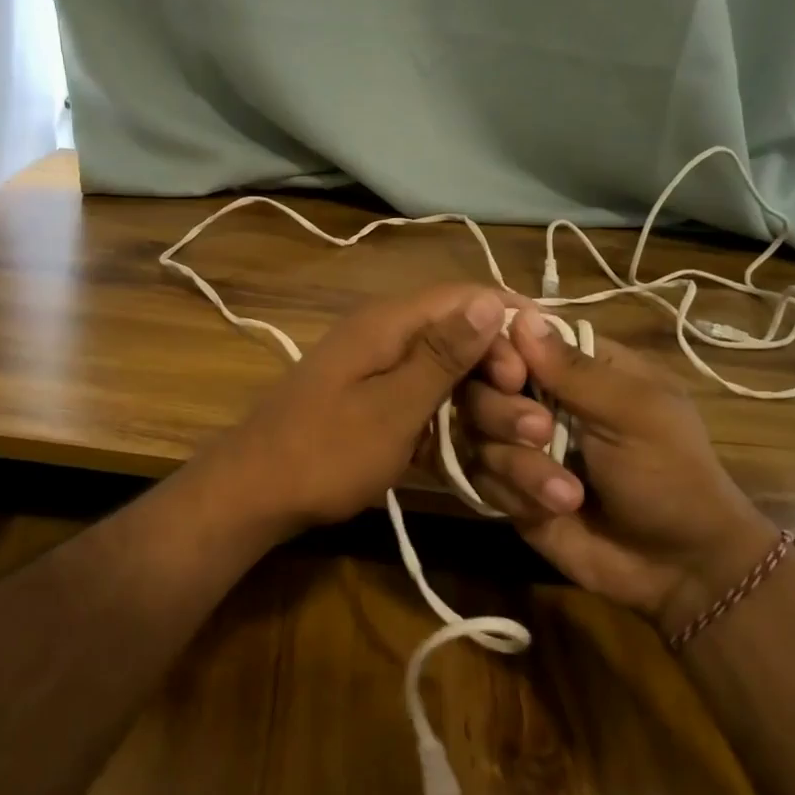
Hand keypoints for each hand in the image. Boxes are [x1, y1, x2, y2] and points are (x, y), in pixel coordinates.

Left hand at [198, 284, 522, 537]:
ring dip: (484, 410)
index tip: (540, 368)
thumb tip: (490, 301)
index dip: (507, 325)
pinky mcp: (377, 411)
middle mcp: (386, 340)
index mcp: (388, 324)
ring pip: (448, 381)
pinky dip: (456, 428)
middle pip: (460, 342)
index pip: (463, 299)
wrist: (254, 495)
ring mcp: (379, 378)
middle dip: (502, 379)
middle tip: (532, 423)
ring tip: (522, 443)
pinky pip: (428, 408)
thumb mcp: (392, 406)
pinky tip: (486, 455)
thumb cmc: (325, 451)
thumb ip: (442, 355)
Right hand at [456, 309, 778, 622]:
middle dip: (503, 412)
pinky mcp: (507, 487)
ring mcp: (519, 445)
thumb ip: (575, 370)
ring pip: (475, 433)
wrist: (676, 568)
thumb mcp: (635, 414)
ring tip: (566, 494)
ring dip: (518, 464)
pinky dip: (512, 493)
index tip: (511, 374)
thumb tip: (521, 314)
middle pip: (480, 383)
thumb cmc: (670, 476)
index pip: (514, 338)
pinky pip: (479, 477)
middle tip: (541, 434)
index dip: (499, 351)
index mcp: (578, 368)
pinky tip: (548, 511)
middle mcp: (539, 399)